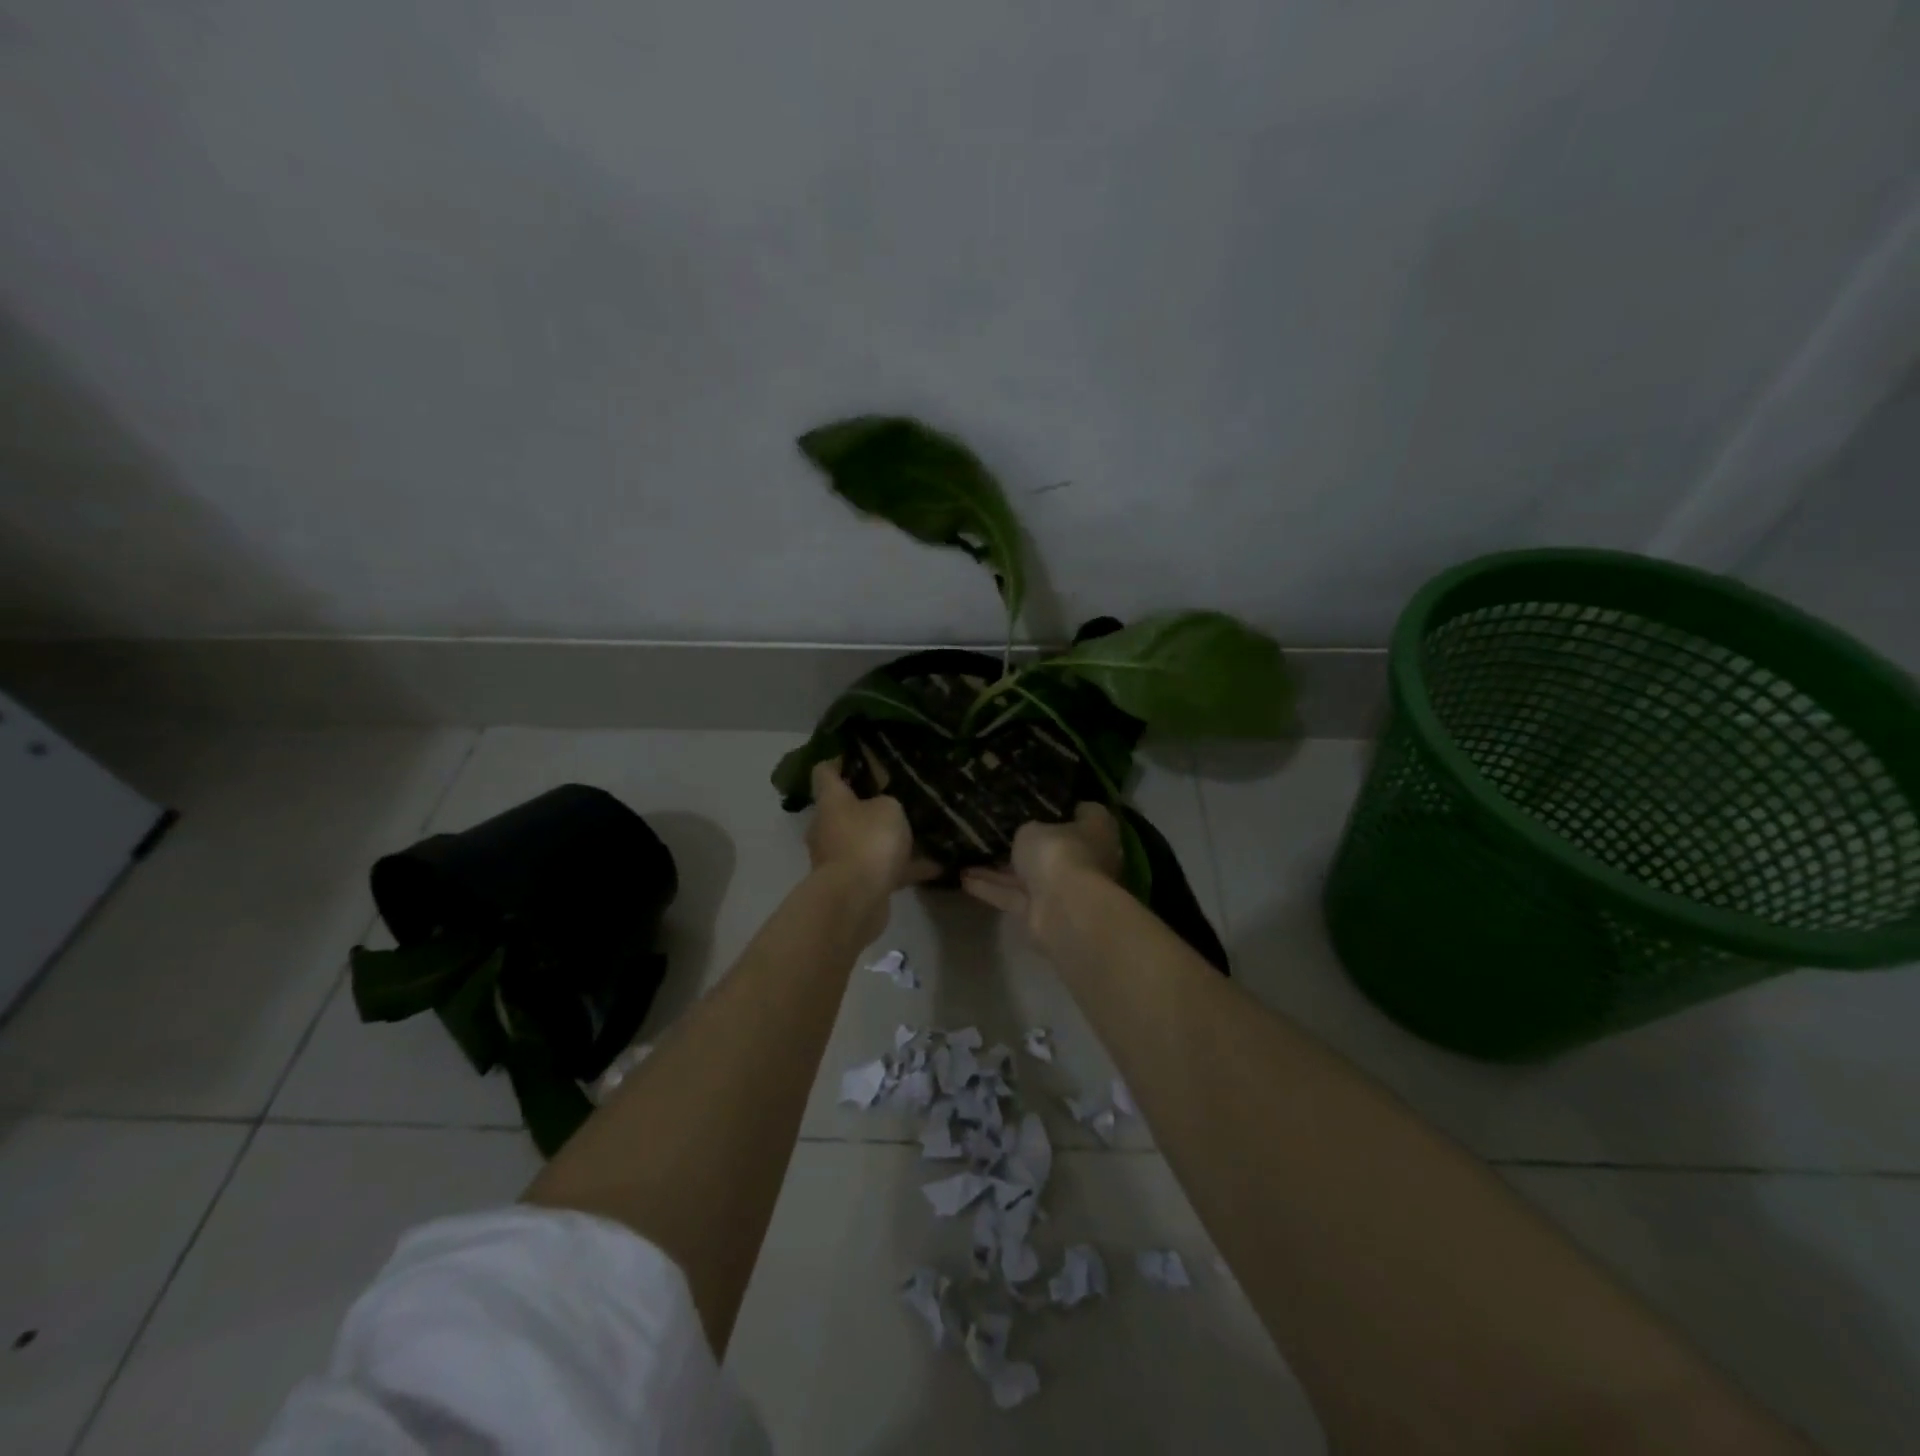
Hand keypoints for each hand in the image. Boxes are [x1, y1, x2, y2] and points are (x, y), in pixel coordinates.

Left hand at [806, 760, 939, 898]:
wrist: (855, 900)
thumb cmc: (868, 841)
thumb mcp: (889, 808)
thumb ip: (888, 800)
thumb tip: (883, 805)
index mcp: (831, 801)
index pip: (824, 771)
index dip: (840, 761)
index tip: (863, 757)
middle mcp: (827, 827)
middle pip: (844, 807)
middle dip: (869, 802)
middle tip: (899, 795)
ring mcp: (837, 857)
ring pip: (864, 840)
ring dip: (886, 838)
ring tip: (919, 832)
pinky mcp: (853, 884)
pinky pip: (880, 868)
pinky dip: (902, 868)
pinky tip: (934, 866)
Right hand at [960, 802, 1122, 932]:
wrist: (1063, 909)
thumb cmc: (1059, 852)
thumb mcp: (1035, 826)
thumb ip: (1030, 828)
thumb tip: (1030, 832)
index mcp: (1096, 832)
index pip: (1084, 813)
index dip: (1061, 806)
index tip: (1035, 798)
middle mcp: (1085, 860)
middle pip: (1053, 848)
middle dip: (1027, 843)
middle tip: (996, 828)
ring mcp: (1063, 889)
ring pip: (1028, 875)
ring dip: (999, 868)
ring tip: (968, 852)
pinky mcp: (1041, 914)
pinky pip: (1012, 896)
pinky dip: (989, 887)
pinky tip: (962, 877)